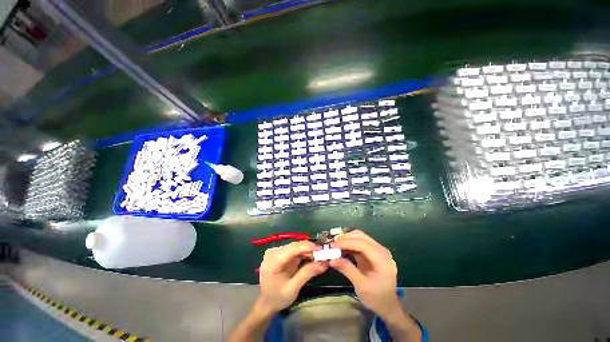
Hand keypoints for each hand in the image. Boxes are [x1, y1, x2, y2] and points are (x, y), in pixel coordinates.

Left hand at [257, 240, 327, 313]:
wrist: (266, 303)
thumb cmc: (277, 298)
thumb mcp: (293, 288)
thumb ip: (307, 273)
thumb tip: (323, 263)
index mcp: (273, 261)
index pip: (293, 248)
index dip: (308, 247)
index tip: (322, 250)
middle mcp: (273, 252)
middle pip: (295, 246)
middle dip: (310, 250)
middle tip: (324, 256)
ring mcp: (276, 251)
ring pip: (296, 246)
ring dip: (308, 251)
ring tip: (319, 258)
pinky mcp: (280, 253)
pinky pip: (294, 250)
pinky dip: (303, 253)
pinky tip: (311, 258)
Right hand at [330, 230, 400, 317]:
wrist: (388, 305)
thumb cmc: (376, 298)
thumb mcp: (361, 286)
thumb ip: (347, 270)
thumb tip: (331, 260)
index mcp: (382, 260)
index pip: (363, 245)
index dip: (347, 243)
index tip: (333, 246)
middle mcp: (382, 251)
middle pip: (361, 237)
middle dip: (345, 238)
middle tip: (332, 244)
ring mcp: (378, 249)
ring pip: (360, 236)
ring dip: (347, 239)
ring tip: (335, 245)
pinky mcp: (373, 251)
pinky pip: (360, 242)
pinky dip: (350, 243)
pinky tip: (341, 247)